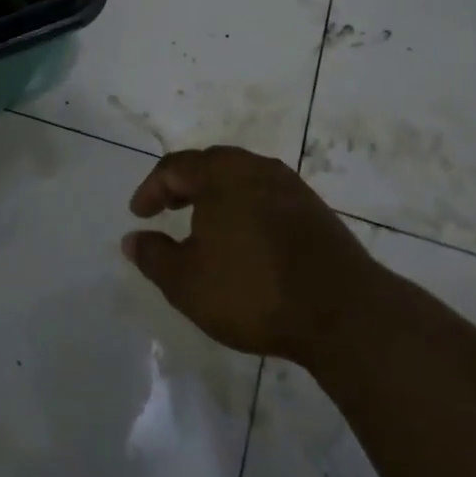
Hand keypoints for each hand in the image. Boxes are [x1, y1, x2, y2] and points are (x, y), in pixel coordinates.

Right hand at [123, 146, 378, 370]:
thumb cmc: (252, 290)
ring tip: (205, 226)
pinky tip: (246, 241)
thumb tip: (132, 238)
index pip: (175, 167)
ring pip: (242, 180)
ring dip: (217, 197)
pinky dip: (246, 209)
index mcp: (221, 174)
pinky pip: (267, 198)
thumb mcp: (186, 282)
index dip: (151, 189)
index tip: (139, 214)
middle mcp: (256, 168)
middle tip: (169, 209)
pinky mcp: (315, 211)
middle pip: (211, 165)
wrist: (343, 311)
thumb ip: (153, 256)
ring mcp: (291, 187)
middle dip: (185, 185)